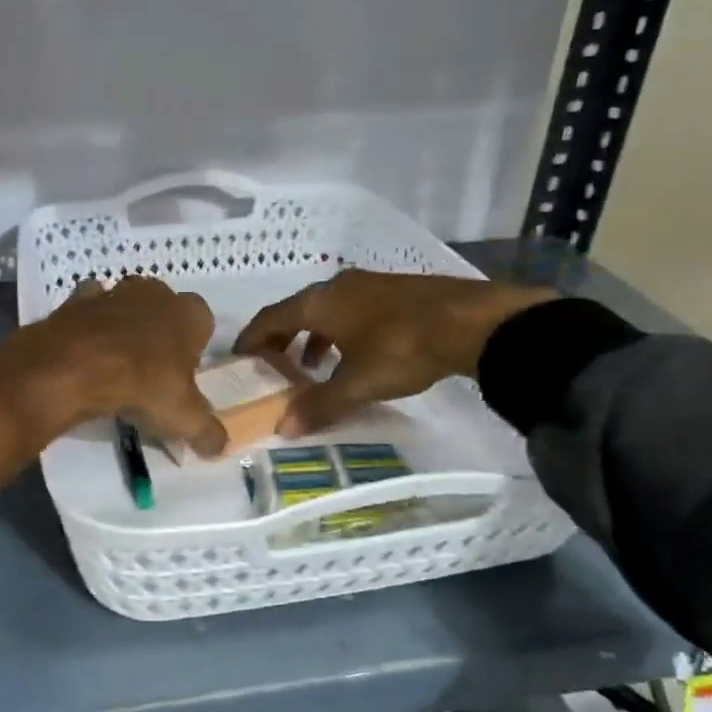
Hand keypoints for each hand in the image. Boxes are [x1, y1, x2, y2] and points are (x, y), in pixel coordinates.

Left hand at [0, 276, 227, 457]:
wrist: (76, 367)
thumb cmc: (143, 385)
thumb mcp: (184, 419)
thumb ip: (208, 432)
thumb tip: (220, 447)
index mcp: (190, 313)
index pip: (203, 324)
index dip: (194, 350)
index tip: (183, 377)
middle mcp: (156, 293)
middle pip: (165, 311)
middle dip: (161, 334)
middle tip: (151, 372)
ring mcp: (115, 292)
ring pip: (128, 306)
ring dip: (126, 327)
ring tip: (117, 364)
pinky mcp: (78, 300)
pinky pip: (90, 308)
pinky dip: (90, 323)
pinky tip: (87, 350)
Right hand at [234, 269, 557, 435]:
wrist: (472, 321)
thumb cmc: (402, 348)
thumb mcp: (358, 383)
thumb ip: (319, 404)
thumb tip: (284, 427)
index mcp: (319, 302)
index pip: (271, 317)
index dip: (252, 337)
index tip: (240, 357)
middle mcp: (337, 286)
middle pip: (296, 310)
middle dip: (281, 338)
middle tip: (274, 366)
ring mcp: (368, 285)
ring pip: (326, 310)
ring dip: (312, 336)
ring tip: (312, 366)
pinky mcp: (394, 291)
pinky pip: (351, 310)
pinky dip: (339, 331)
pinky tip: (354, 353)